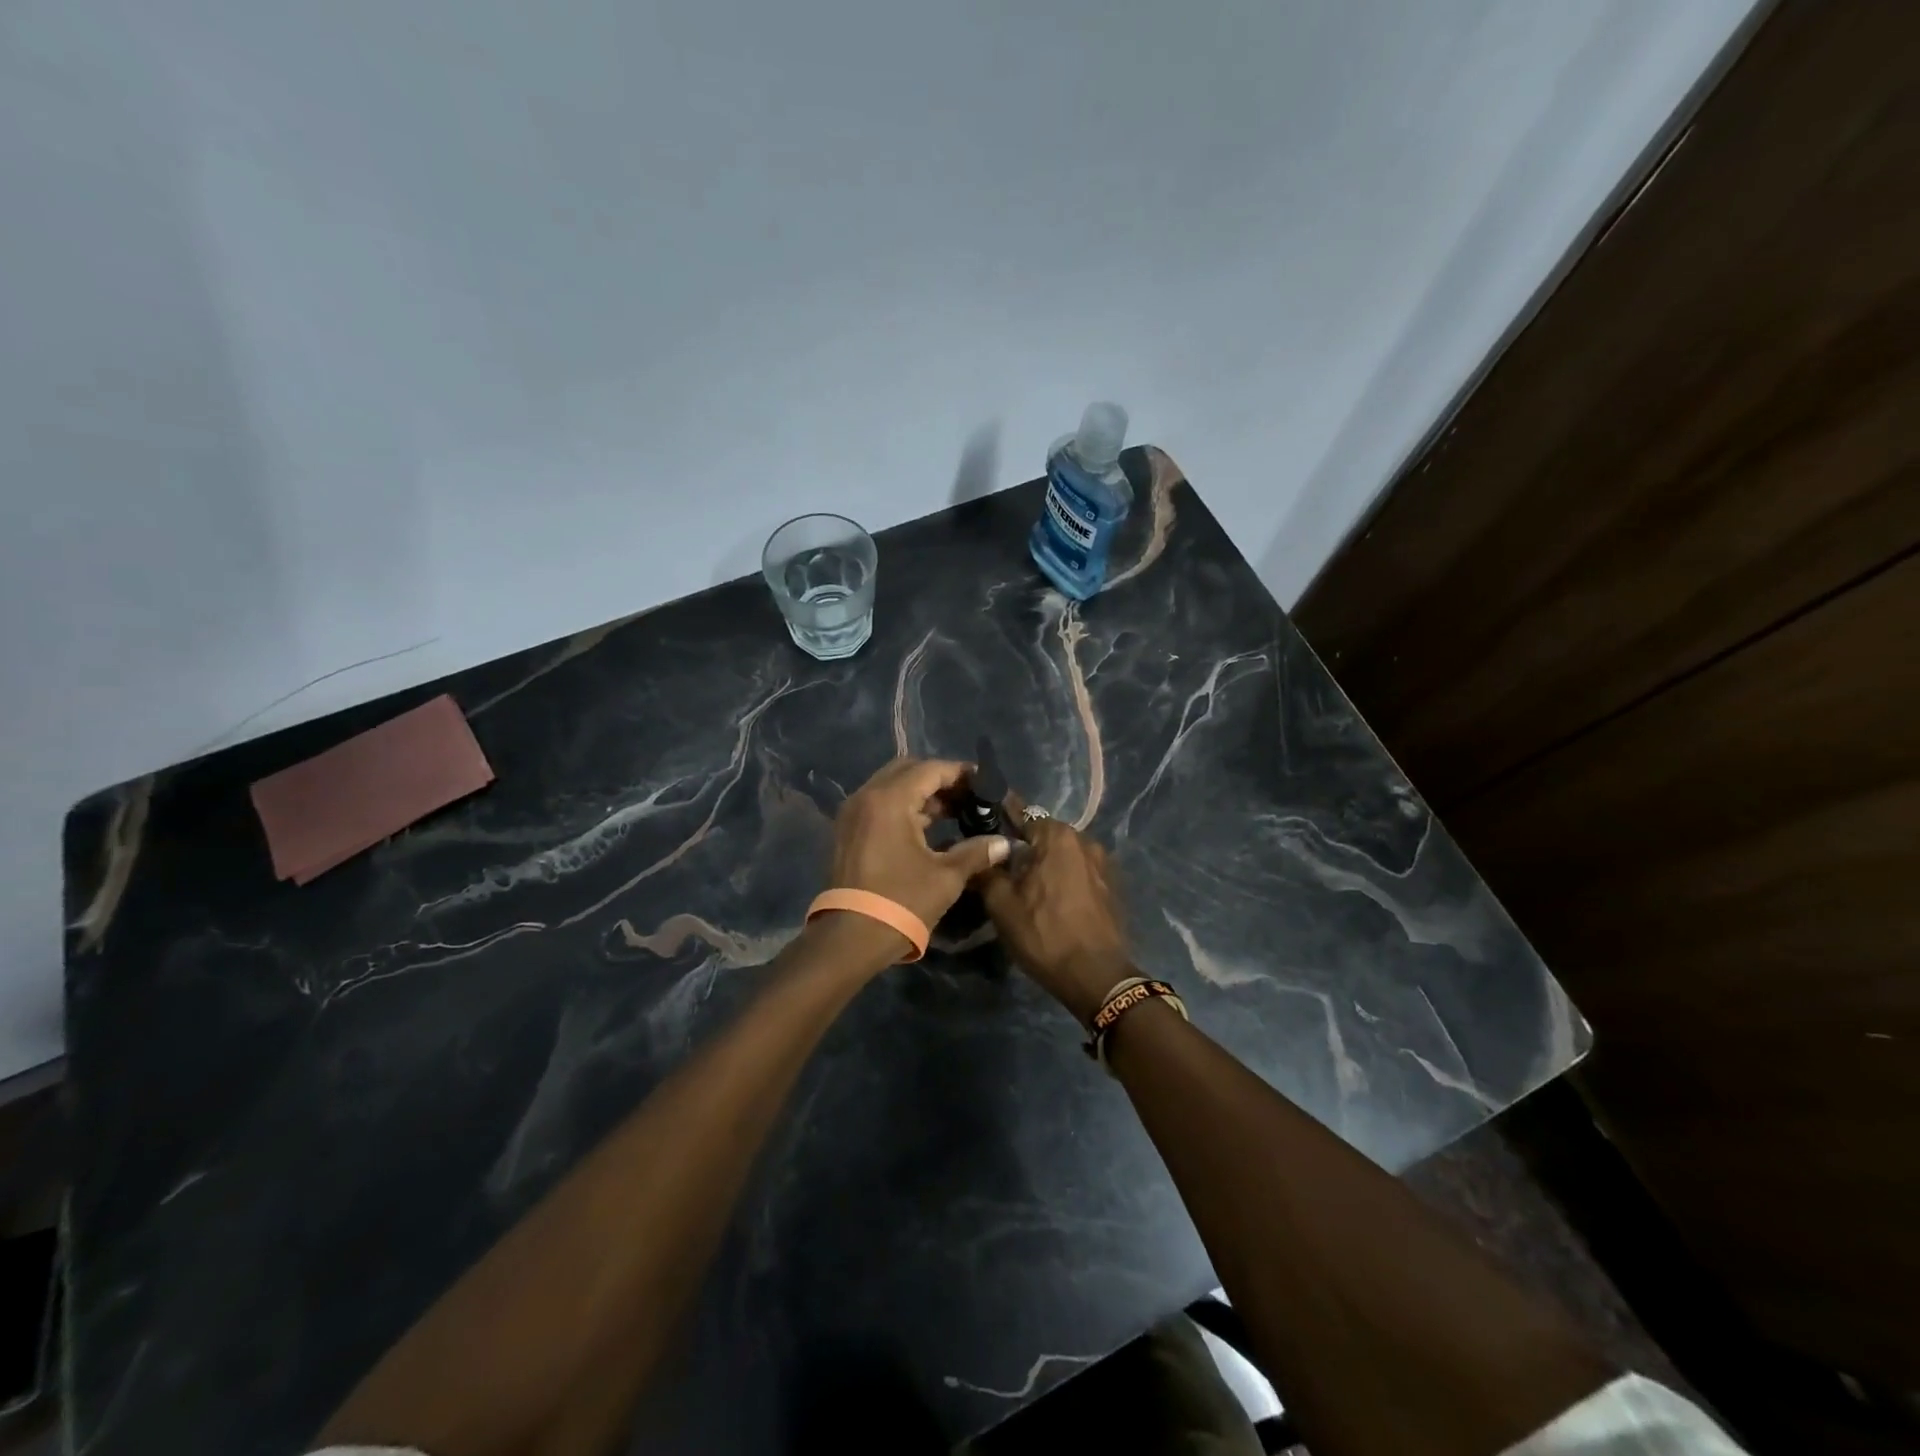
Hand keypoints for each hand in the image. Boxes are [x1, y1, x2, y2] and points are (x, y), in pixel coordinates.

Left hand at [826, 758, 1010, 938]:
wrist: (850, 938)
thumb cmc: (901, 902)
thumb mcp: (946, 877)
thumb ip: (976, 852)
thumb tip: (1004, 843)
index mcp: (890, 800)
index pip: (930, 770)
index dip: (960, 773)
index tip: (984, 783)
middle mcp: (867, 796)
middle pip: (907, 771)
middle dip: (939, 779)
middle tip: (968, 796)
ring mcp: (853, 813)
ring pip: (891, 786)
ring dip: (921, 793)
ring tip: (953, 812)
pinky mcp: (847, 831)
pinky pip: (879, 804)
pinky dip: (903, 806)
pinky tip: (927, 828)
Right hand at [978, 817, 1132, 1023]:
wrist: (1096, 977)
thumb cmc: (1044, 934)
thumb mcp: (1001, 905)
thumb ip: (986, 871)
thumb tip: (976, 853)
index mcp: (1057, 836)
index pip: (1021, 813)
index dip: (999, 820)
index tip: (981, 829)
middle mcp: (1084, 840)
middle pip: (1043, 834)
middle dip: (1021, 846)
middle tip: (998, 867)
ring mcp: (1102, 864)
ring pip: (1061, 854)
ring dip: (1043, 864)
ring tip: (1022, 886)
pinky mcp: (1110, 886)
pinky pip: (1077, 872)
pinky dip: (1061, 878)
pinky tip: (1048, 900)